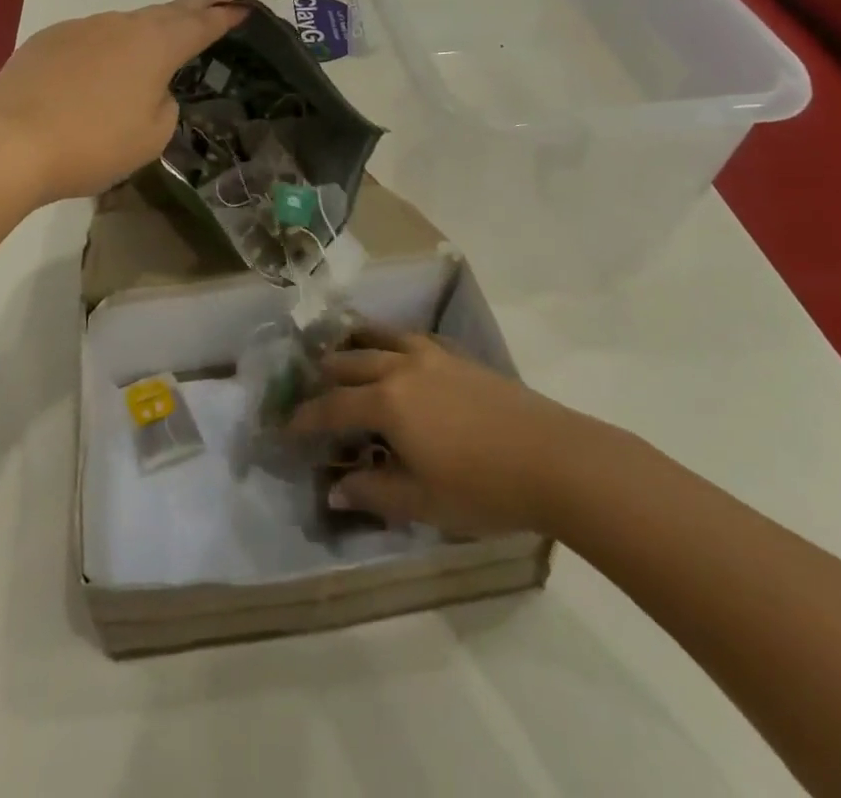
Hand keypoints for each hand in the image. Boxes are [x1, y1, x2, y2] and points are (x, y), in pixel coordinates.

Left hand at [0, 0, 247, 204]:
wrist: (10, 143)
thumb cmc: (93, 144)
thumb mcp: (151, 136)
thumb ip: (164, 105)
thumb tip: (150, 89)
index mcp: (155, 46)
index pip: (200, 26)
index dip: (224, 18)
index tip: (242, 8)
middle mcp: (121, 26)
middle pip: (166, 11)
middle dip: (194, 5)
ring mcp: (81, 28)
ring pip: (125, 24)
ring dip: (148, 28)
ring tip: (158, 38)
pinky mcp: (48, 40)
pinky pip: (90, 38)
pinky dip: (106, 47)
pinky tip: (100, 67)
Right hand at [289, 326, 578, 535]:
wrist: (554, 458)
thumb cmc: (483, 487)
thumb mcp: (422, 502)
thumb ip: (374, 492)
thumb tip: (335, 490)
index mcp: (387, 402)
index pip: (333, 406)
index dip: (305, 418)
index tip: (285, 427)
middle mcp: (402, 368)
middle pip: (352, 362)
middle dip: (326, 374)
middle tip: (311, 387)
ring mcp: (434, 357)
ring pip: (382, 338)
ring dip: (357, 345)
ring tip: (344, 350)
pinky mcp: (461, 357)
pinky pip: (414, 338)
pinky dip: (394, 341)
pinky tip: (401, 351)